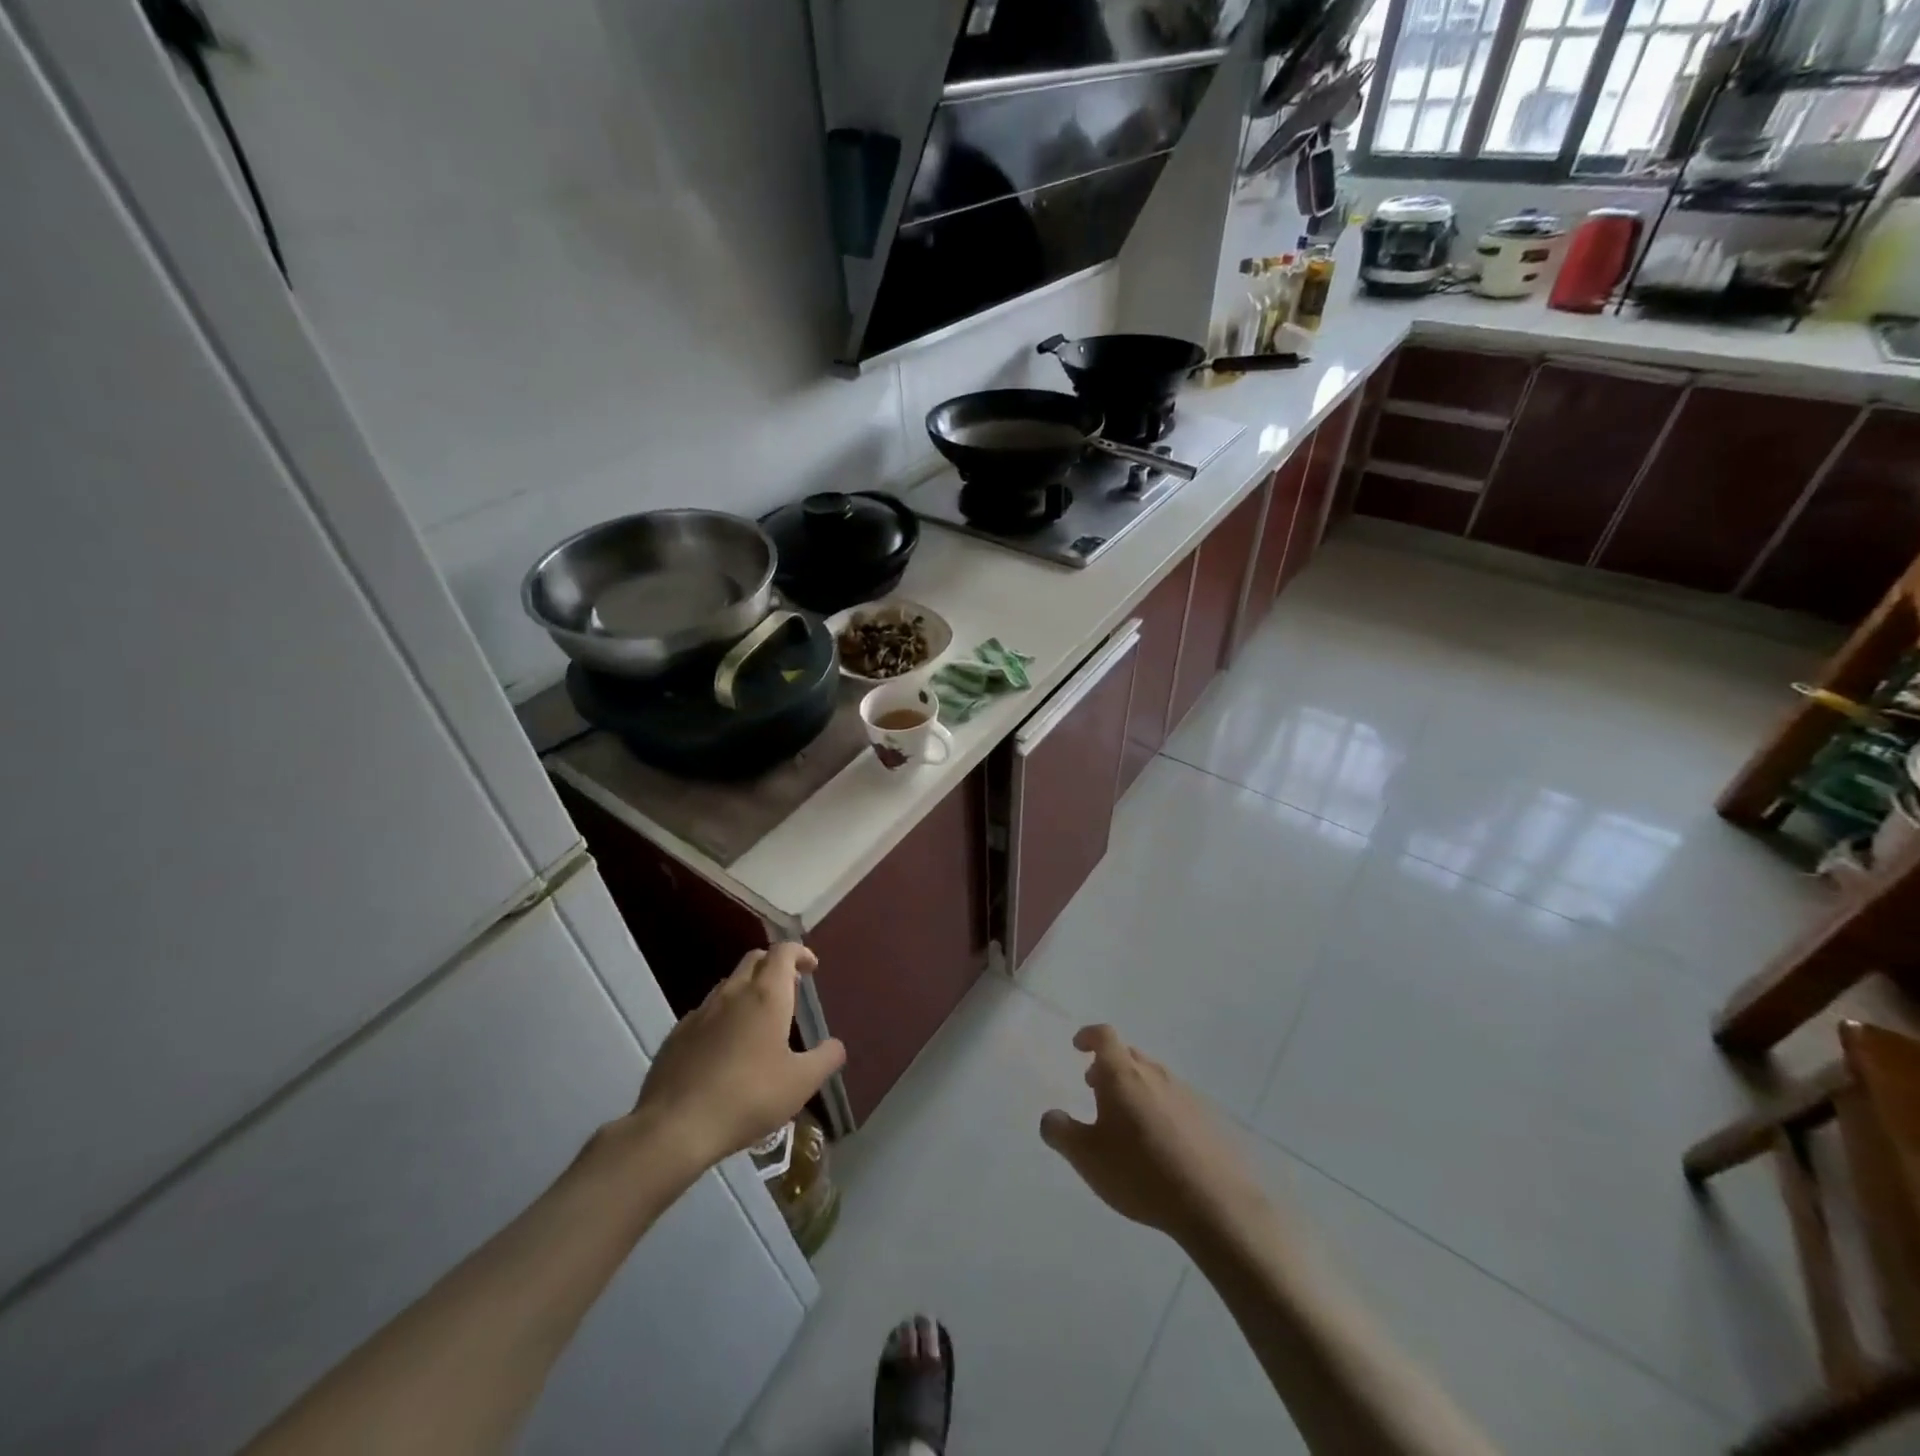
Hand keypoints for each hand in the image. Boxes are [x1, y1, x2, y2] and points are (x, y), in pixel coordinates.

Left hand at [631, 944, 845, 1172]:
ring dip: (748, 988)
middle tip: (789, 988)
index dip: (800, 953)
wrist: (675, 1126)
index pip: (783, 952)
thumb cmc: (748, 1097)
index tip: (811, 967)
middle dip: (774, 965)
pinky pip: (707, 1011)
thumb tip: (835, 1045)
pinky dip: (724, 1015)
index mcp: (766, 995)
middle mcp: (733, 993)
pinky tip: (726, 1047)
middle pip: (754, 959)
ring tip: (760, 1019)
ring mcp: (701, 1012)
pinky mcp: (677, 1034)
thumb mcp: (800, 1083)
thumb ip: (825, 1059)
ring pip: (729, 984)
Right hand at [1041, 1024, 1271, 1246]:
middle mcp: (1154, 1073)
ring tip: (1125, 1120)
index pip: (1104, 1036)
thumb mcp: (1086, 1157)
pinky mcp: (1207, 1117)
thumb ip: (1060, 1132)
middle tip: (1095, 1088)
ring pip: (1152, 1077)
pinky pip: (1174, 1100)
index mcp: (1122, 1074)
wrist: (1214, 1203)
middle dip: (1108, 1065)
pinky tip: (1158, 1142)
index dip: (1089, 1036)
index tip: (1078, 1046)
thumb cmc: (1140, 1172)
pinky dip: (1158, 1108)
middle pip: (1128, 1055)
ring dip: (1134, 1087)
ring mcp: (1184, 1093)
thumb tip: (1051, 1116)